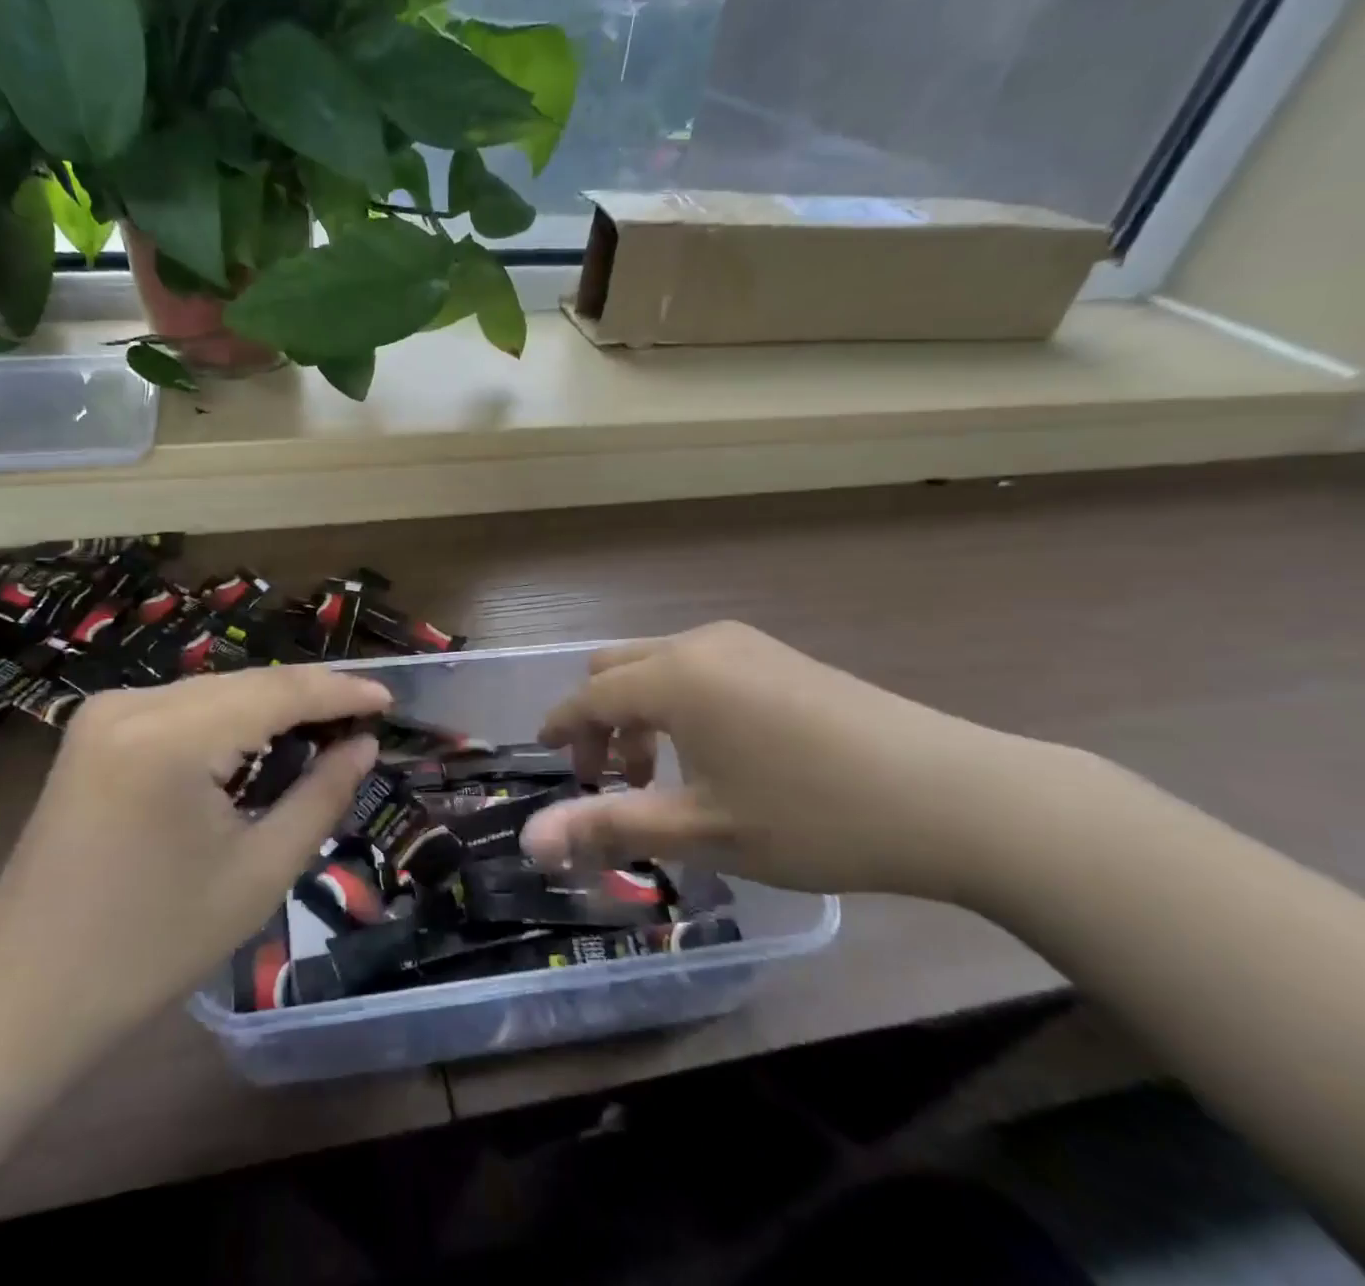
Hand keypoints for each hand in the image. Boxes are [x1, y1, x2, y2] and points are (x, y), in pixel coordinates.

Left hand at [0, 666, 389, 1045]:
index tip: (390, 698)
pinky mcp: (95, 729)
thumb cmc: (153, 946)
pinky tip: (261, 742)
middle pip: (246, 683)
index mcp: (170, 737)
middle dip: (309, 697)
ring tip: (325, 729)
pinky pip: (183, 708)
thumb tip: (363, 745)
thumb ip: (321, 795)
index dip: (340, 690)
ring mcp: (106, 712)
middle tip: (364, 719)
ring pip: (215, 691)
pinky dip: (230, 720)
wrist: (26, 992)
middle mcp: (133, 703)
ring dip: (271, 707)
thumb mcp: (259, 873)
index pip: (277, 691)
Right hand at [521, 622, 1065, 899]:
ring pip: (659, 666)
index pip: (589, 696)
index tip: (547, 759)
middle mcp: (700, 645)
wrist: (955, 797)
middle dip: (597, 721)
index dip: (561, 728)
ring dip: (639, 713)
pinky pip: (700, 668)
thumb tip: (531, 841)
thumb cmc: (813, 816)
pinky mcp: (780, 657)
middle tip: (609, 780)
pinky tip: (713, 754)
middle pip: (617, 669)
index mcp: (673, 677)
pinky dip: (679, 703)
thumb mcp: (703, 831)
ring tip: (661, 775)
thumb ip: (610, 826)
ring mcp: (745, 645)